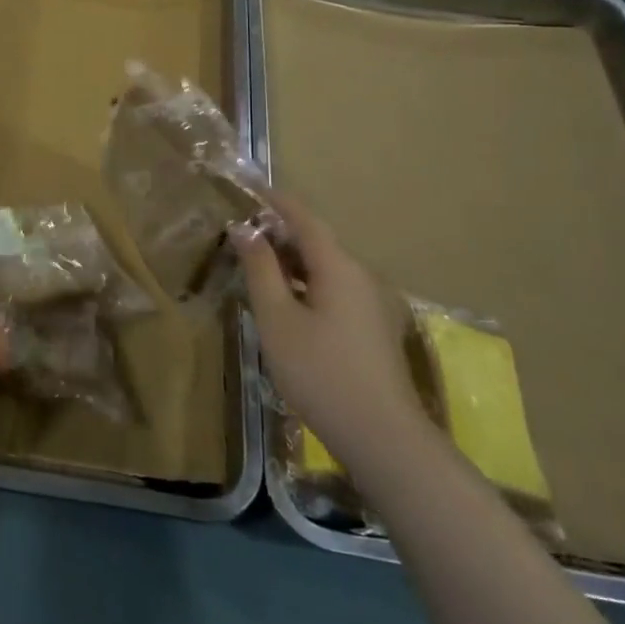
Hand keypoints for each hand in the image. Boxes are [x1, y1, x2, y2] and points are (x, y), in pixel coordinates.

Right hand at [232, 191, 427, 467]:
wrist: (382, 436)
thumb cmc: (320, 372)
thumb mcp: (278, 319)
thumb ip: (260, 269)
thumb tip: (244, 229)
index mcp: (339, 266)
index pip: (304, 218)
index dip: (275, 200)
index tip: (249, 186)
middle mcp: (362, 276)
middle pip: (317, 242)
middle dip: (280, 232)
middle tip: (242, 234)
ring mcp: (374, 303)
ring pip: (327, 268)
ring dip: (292, 261)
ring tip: (257, 267)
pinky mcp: (375, 328)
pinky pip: (336, 290)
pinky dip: (308, 284)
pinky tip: (287, 303)